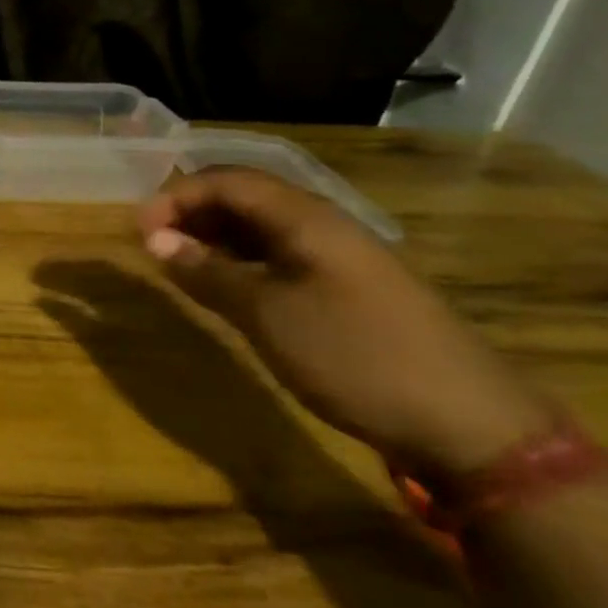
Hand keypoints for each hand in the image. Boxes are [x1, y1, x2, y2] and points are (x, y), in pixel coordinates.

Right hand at [139, 169, 548, 478]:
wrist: (469, 426)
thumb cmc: (356, 356)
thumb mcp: (268, 315)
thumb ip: (207, 273)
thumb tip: (155, 240)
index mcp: (307, 219)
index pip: (228, 181)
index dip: (176, 196)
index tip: (138, 230)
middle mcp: (323, 227)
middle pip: (245, 198)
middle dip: (191, 212)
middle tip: (151, 244)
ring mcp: (338, 260)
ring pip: (261, 229)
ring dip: (212, 238)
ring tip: (175, 263)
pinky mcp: (346, 291)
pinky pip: (279, 258)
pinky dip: (239, 262)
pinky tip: (222, 286)